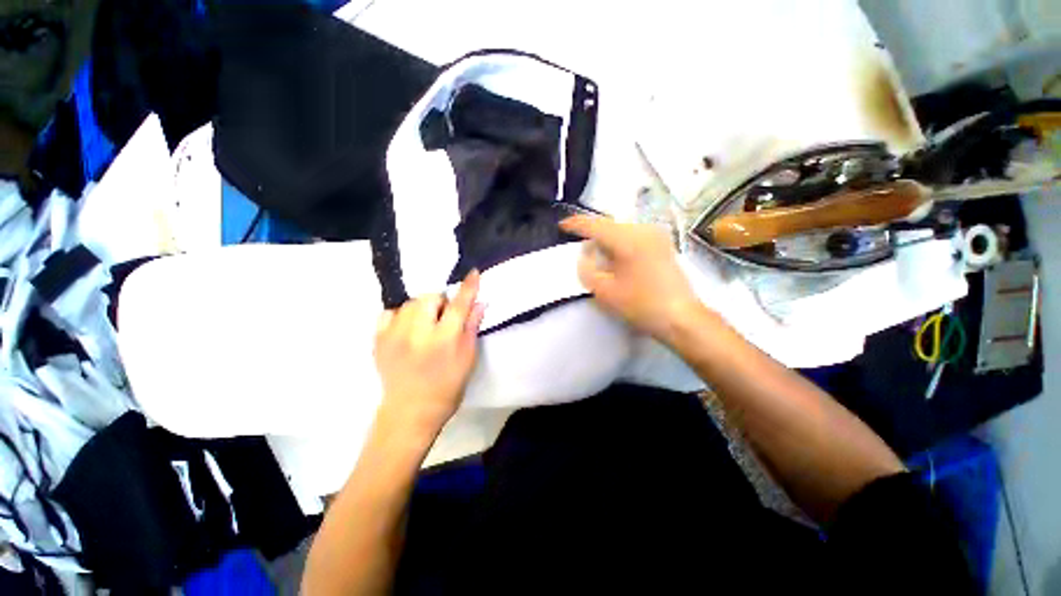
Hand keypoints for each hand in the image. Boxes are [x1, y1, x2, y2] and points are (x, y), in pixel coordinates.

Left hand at [373, 271, 485, 438]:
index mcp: (444, 340)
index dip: (468, 287)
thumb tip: (480, 303)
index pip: (459, 305)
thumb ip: (472, 327)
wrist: (411, 411)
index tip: (474, 272)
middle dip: (440, 301)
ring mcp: (394, 336)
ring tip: (424, 324)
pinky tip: (406, 327)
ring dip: (421, 307)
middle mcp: (418, 333)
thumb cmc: (448, 386)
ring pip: (410, 303)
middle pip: (429, 298)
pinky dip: (400, 314)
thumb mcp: (468, 358)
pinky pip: (388, 312)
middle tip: (443, 317)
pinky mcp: (378, 340)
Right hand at [560, 215, 701, 343]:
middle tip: (578, 243)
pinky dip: (619, 242)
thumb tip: (585, 253)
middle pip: (609, 225)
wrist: (681, 318)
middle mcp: (643, 230)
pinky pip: (633, 236)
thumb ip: (587, 269)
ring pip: (622, 230)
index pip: (596, 225)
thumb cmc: (641, 306)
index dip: (576, 224)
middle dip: (592, 233)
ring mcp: (656, 236)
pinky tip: (615, 256)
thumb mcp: (604, 291)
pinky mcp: (663, 244)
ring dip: (606, 239)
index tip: (562, 226)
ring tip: (596, 252)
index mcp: (628, 240)